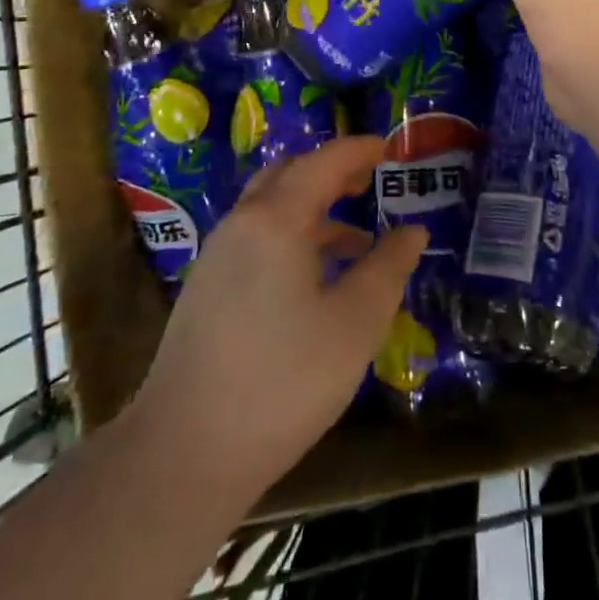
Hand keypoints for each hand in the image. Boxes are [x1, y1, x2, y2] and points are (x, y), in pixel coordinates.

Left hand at [133, 136, 426, 497]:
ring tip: (357, 239)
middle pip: (290, 175)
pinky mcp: (207, 289)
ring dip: (314, 209)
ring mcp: (218, 256)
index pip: (324, 162)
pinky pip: (257, 240)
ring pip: (271, 210)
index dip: (359, 149)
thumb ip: (388, 267)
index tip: (389, 147)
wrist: (185, 452)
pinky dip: (293, 239)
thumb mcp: (354, 323)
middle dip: (332, 171)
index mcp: (275, 219)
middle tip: (370, 179)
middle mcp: (241, 224)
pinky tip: (317, 281)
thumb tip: (413, 231)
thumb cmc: (283, 379)